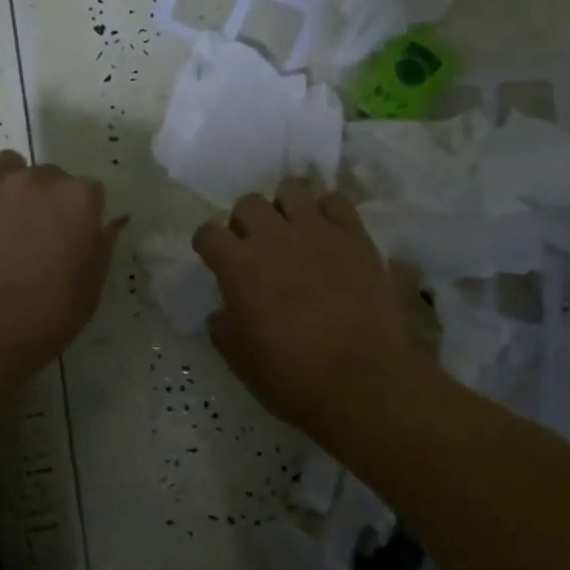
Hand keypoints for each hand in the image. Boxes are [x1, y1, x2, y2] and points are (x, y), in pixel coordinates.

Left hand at [0, 145, 122, 389]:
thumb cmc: (40, 322)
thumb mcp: (89, 292)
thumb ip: (101, 247)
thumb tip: (109, 222)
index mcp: (79, 201)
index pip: (89, 192)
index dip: (79, 218)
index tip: (69, 243)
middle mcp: (37, 180)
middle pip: (48, 176)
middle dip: (45, 201)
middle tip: (31, 240)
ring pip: (6, 166)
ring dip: (7, 187)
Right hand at [194, 178, 425, 437]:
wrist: (361, 380)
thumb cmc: (292, 377)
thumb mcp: (240, 360)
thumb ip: (223, 327)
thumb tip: (223, 311)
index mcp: (238, 266)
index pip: (208, 232)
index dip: (208, 243)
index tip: (214, 257)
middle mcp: (273, 237)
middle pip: (248, 203)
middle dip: (246, 221)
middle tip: (256, 245)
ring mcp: (317, 231)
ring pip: (292, 189)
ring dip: (285, 206)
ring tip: (293, 229)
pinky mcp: (354, 235)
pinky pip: (336, 201)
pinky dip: (328, 211)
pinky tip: (329, 233)